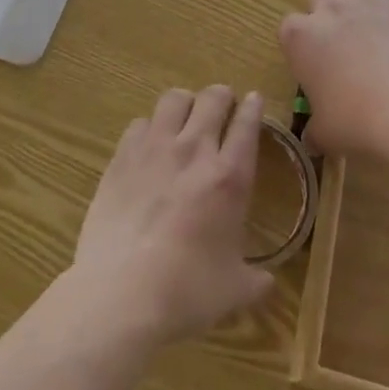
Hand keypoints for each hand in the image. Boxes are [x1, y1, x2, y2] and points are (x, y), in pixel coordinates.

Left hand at [72, 86, 273, 344]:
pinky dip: (149, 127)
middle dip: (220, 96)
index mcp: (229, 178)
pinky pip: (140, 122)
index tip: (254, 99)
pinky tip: (148, 144)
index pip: (246, 125)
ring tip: (185, 115)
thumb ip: (254, 281)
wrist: (121, 293)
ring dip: (185, 103)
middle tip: (221, 105)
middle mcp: (194, 150)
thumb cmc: (186, 292)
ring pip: (174, 99)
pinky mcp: (122, 156)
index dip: (252, 107)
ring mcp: (155, 148)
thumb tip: (267, 283)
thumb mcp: (232, 291)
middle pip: (212, 99)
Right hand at [279, 0, 388, 155]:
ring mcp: (361, 0)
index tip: (314, 62)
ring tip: (362, 11)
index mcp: (299, 38)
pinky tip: (386, 5)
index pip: (289, 28)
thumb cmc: (357, 121)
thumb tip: (312, 139)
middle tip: (340, 38)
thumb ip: (315, 130)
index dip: (301, 43)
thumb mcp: (327, 134)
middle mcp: (325, 10)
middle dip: (325, 10)